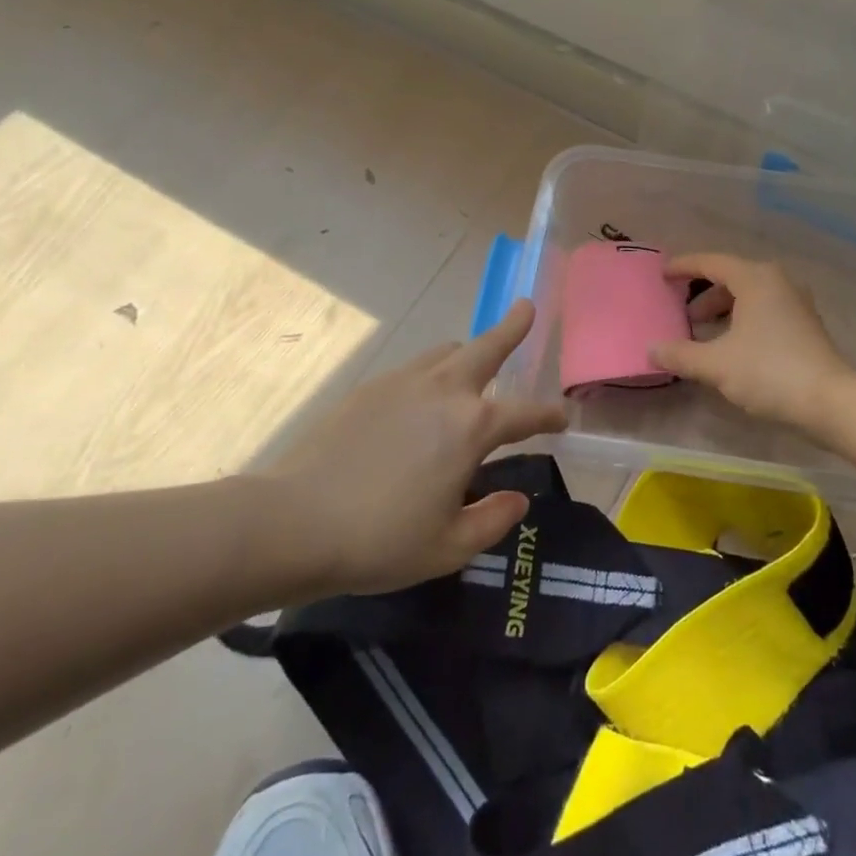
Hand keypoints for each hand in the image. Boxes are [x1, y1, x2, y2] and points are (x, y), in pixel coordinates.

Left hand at [256, 300, 564, 594]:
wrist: (293, 521)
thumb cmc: (380, 540)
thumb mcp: (449, 547)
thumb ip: (493, 520)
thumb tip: (517, 498)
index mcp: (472, 426)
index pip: (526, 413)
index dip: (549, 416)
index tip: (562, 419)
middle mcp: (443, 391)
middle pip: (487, 346)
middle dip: (512, 327)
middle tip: (526, 308)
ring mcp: (402, 383)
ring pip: (447, 352)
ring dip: (469, 354)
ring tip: (474, 367)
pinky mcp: (369, 388)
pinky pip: (414, 369)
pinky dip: (432, 374)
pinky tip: (421, 403)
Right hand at [649, 254, 853, 432]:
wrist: (830, 400)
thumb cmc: (769, 371)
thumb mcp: (716, 364)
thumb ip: (680, 354)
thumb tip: (652, 350)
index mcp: (755, 279)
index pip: (712, 262)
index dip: (684, 266)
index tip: (663, 274)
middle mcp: (778, 282)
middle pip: (732, 278)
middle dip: (704, 294)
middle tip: (684, 314)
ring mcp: (796, 303)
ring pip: (750, 296)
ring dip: (725, 310)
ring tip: (705, 334)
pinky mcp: (806, 325)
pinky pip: (765, 311)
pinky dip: (743, 320)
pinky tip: (733, 346)